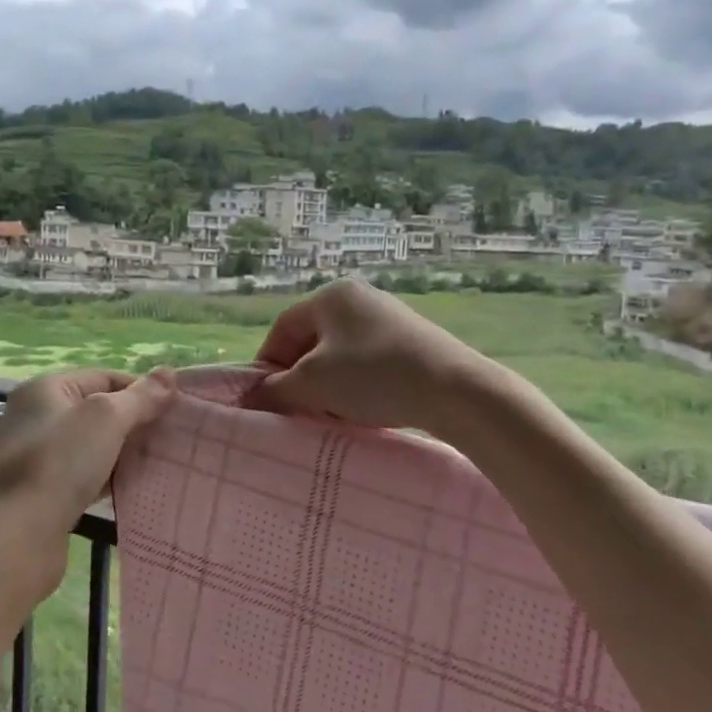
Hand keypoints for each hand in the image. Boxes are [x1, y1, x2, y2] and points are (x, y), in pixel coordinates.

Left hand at [0, 368, 176, 603]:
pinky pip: (86, 475)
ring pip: (94, 445)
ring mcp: (39, 456)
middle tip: (173, 437)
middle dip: (136, 422)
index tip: (176, 410)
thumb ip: (139, 397)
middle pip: (99, 411)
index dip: (141, 390)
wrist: (16, 536)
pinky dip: (109, 477)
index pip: (105, 377)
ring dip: (124, 452)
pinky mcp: (45, 491)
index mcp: (47, 388)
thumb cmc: (60, 463)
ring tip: (161, 461)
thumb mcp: (106, 418)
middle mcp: (39, 417)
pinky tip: (134, 487)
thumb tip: (169, 374)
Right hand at [248, 279, 487, 432]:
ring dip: (326, 386)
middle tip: (295, 410)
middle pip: (311, 341)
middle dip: (298, 377)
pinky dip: (355, 386)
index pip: (283, 328)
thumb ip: (276, 389)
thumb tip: (255, 396)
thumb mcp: (313, 384)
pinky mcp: (411, 342)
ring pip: (339, 355)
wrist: (456, 390)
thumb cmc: (373, 376)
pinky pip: (367, 363)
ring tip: (328, 415)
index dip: (266, 363)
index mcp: (331, 296)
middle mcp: (359, 299)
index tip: (263, 397)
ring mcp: (389, 319)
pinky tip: (361, 411)